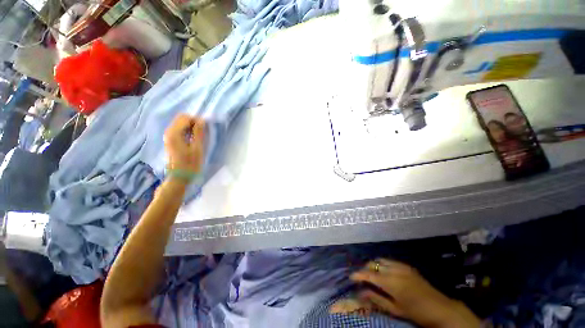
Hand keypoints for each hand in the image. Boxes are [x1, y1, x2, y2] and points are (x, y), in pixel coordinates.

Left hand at [164, 114, 205, 172]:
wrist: (179, 177)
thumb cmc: (190, 164)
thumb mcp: (197, 148)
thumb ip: (199, 133)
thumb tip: (202, 120)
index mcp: (174, 133)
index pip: (185, 117)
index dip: (197, 120)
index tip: (205, 128)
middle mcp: (169, 132)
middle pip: (181, 119)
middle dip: (193, 122)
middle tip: (203, 131)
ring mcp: (168, 136)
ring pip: (180, 124)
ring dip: (191, 126)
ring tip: (199, 136)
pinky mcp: (170, 141)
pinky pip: (179, 130)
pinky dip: (187, 130)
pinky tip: (193, 138)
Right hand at [351, 259, 480, 327]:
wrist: (441, 309)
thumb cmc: (417, 312)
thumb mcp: (396, 310)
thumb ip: (377, 299)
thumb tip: (361, 292)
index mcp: (391, 282)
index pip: (369, 274)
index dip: (358, 275)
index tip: (351, 277)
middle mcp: (395, 270)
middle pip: (374, 264)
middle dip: (365, 269)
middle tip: (362, 278)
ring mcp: (402, 266)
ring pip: (381, 260)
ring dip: (374, 265)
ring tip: (372, 274)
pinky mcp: (408, 266)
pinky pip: (390, 261)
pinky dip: (383, 264)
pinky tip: (385, 272)